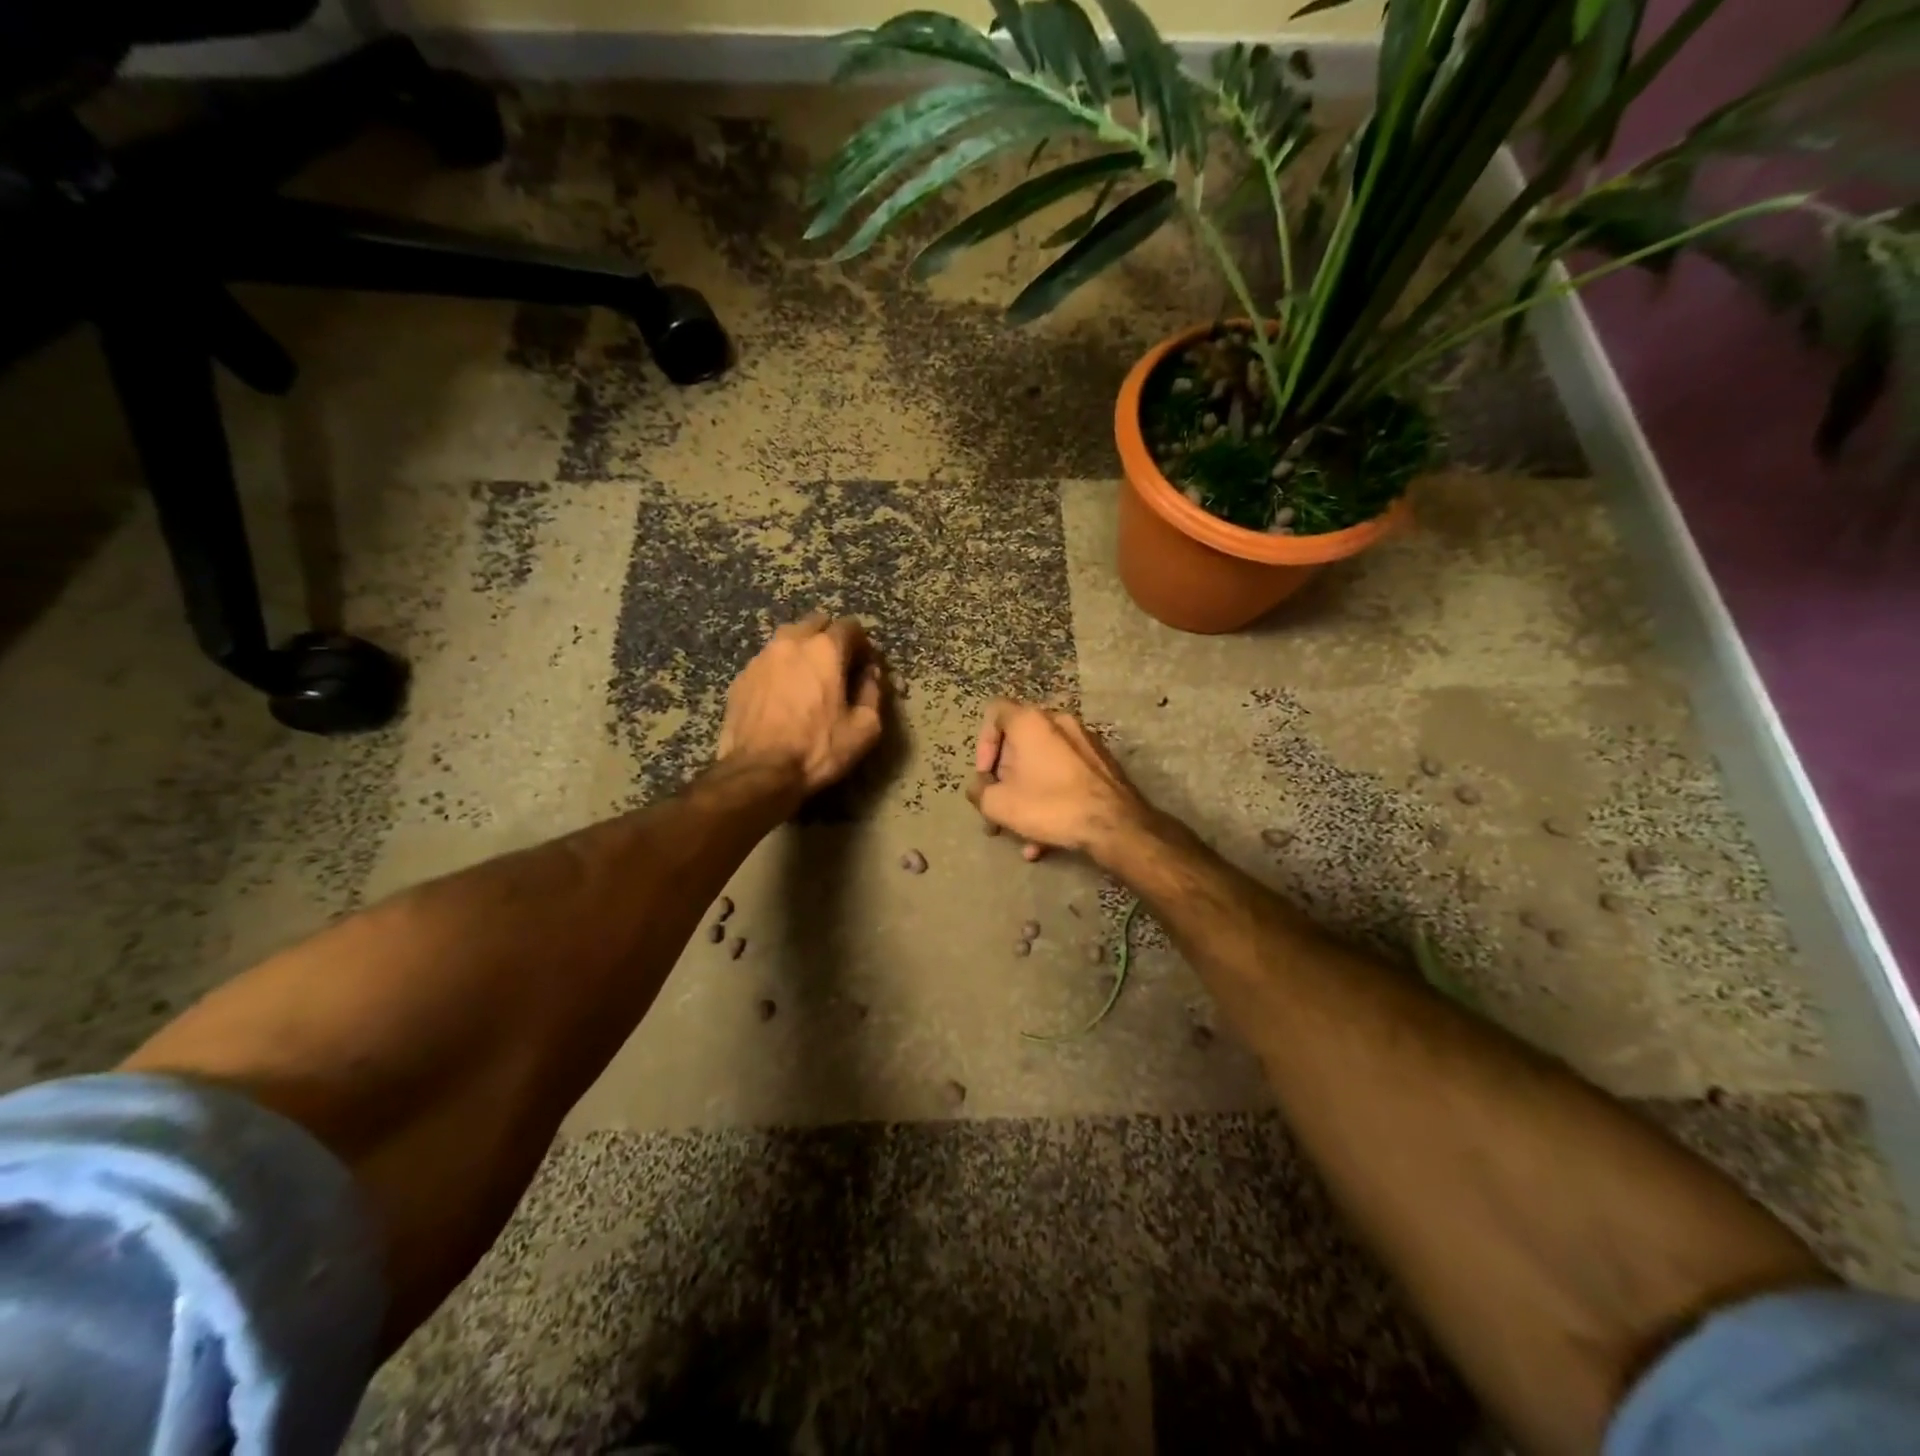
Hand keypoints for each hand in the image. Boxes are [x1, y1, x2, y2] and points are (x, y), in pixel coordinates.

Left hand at [718, 612, 884, 793]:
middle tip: (837, 668)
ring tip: (808, 680)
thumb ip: (873, 692)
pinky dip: (780, 669)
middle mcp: (791, 643)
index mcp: (825, 650)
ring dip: (802, 650)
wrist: (759, 772)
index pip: (850, 627)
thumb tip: (871, 674)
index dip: (862, 644)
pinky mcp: (741, 677)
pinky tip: (783, 696)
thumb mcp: (864, 728)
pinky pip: (767, 661)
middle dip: (830, 638)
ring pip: (788, 639)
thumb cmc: (818, 749)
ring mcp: (761, 658)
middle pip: (815, 623)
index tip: (864, 666)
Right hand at [967, 700, 1149, 860]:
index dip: (982, 743)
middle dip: (1005, 779)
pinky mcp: (1101, 763)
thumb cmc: (1050, 805)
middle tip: (1000, 808)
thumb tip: (979, 787)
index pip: (994, 711)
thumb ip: (979, 791)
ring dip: (1027, 796)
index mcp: (1030, 721)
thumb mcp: (999, 804)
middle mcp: (1058, 721)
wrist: (1115, 825)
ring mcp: (1084, 741)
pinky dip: (1051, 799)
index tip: (986, 775)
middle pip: (1019, 743)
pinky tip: (1047, 839)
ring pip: (1042, 765)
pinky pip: (1065, 776)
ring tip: (1022, 833)